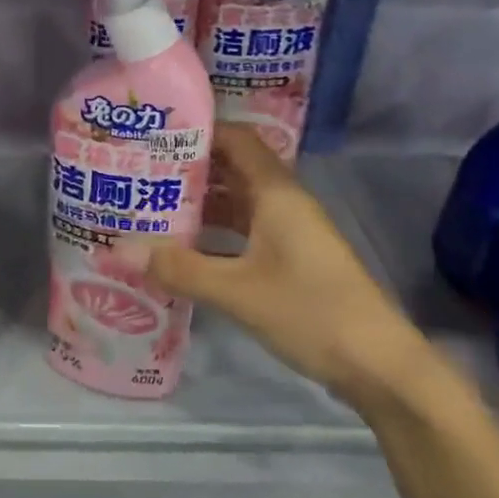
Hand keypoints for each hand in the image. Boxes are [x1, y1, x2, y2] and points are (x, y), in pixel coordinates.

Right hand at [123, 124, 429, 409]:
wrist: (381, 367)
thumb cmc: (311, 312)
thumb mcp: (237, 291)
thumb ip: (179, 268)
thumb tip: (117, 250)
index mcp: (276, 193)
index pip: (236, 139)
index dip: (199, 130)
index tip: (155, 132)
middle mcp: (284, 203)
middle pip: (233, 168)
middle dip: (189, 167)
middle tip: (140, 170)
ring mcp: (290, 233)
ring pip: (237, 202)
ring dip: (200, 202)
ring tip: (150, 205)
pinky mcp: (292, 261)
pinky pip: (245, 231)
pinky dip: (214, 233)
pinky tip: (183, 248)